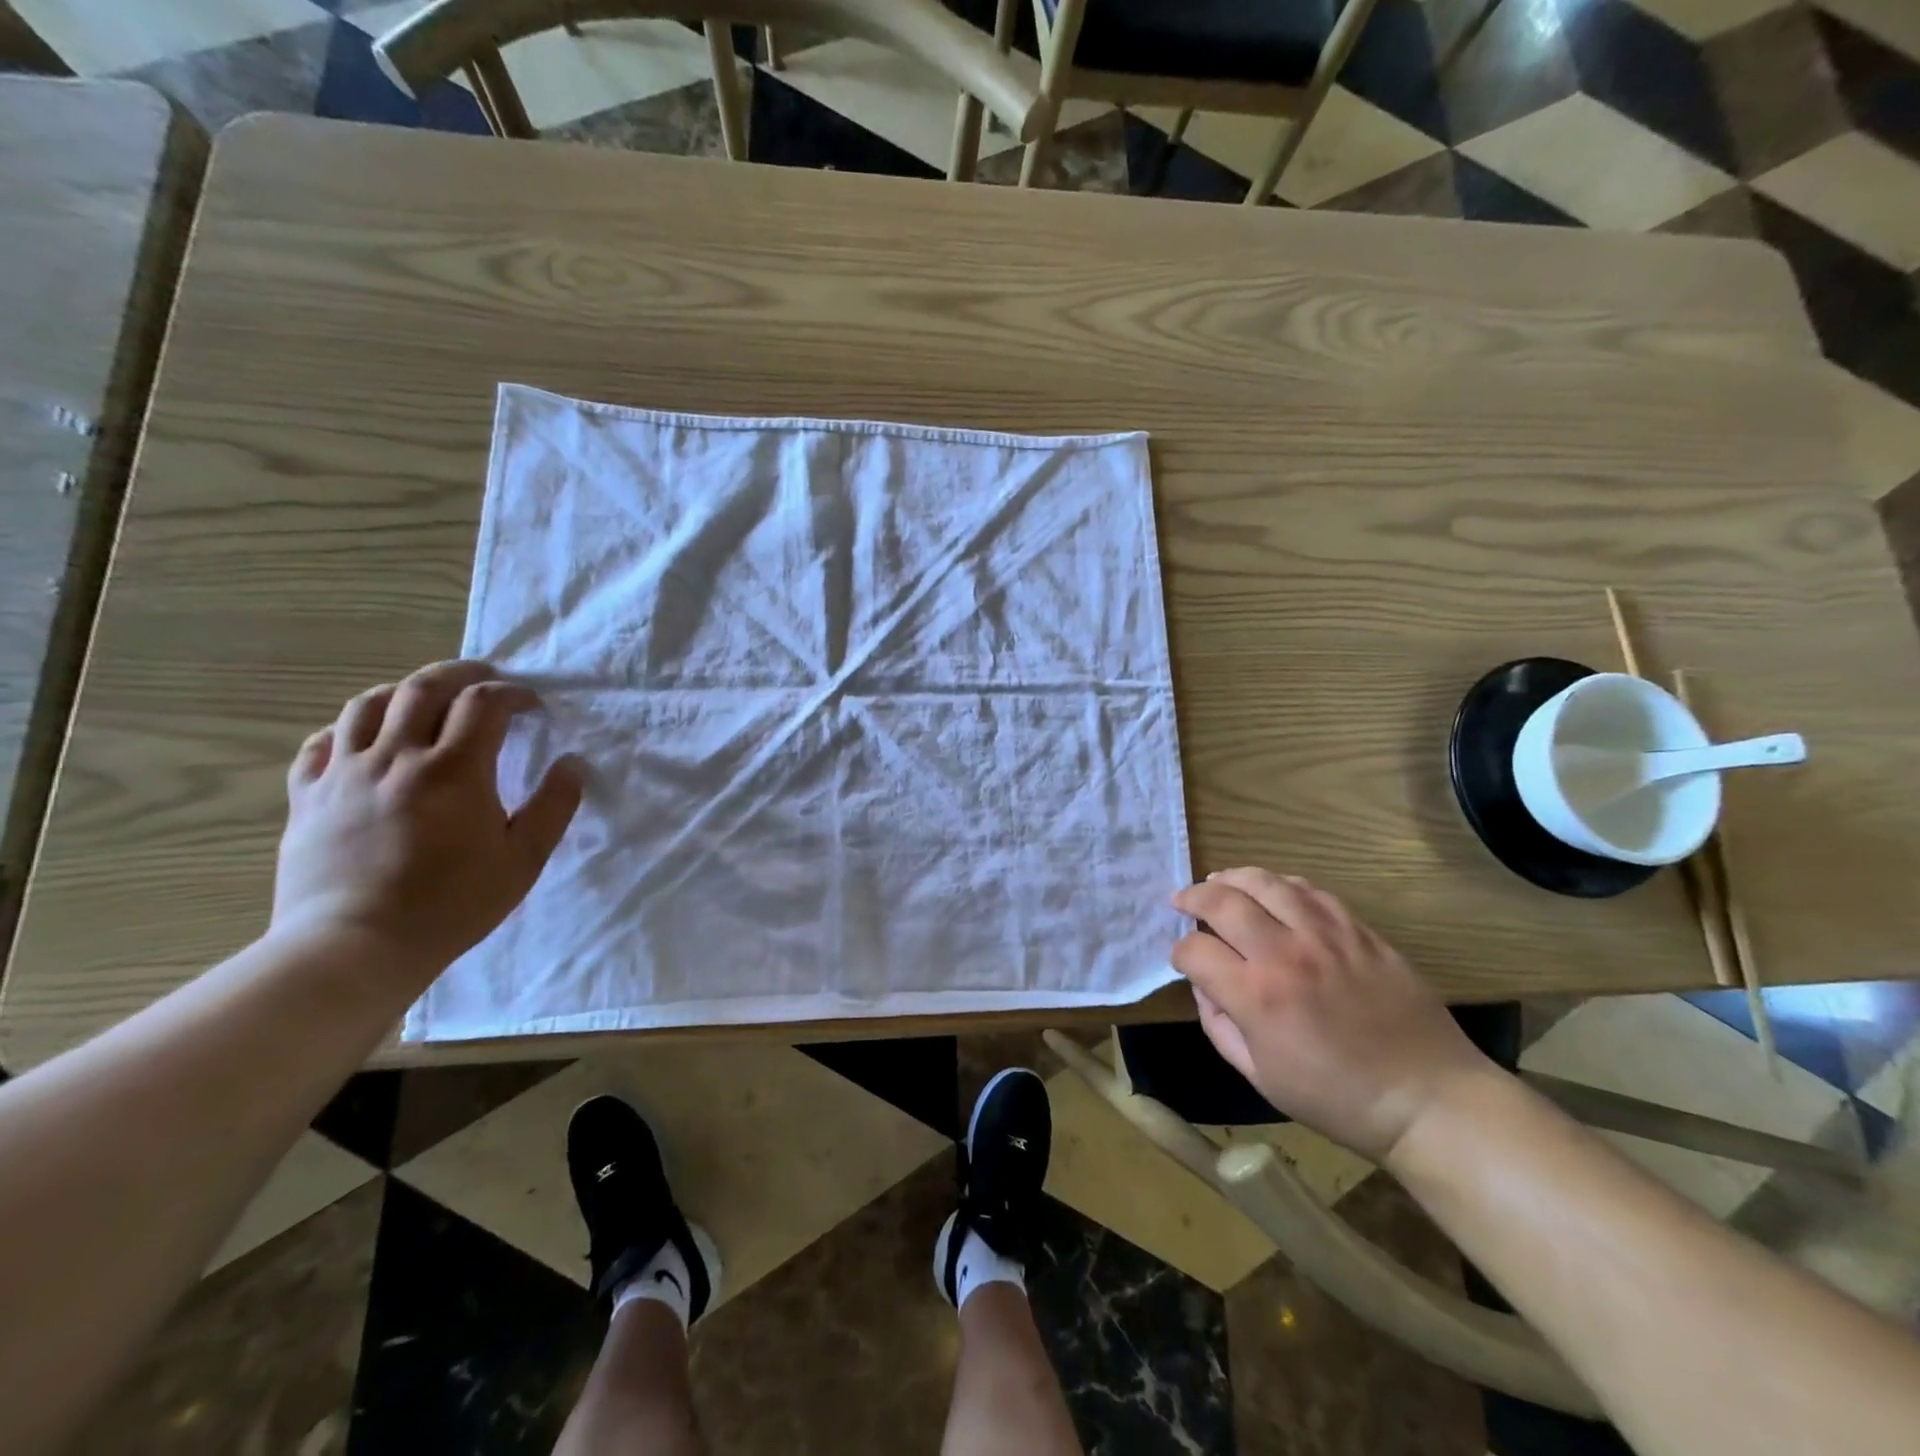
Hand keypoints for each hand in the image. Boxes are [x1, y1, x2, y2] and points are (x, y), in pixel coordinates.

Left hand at [271, 660, 583, 981]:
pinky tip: (364, 740)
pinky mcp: (307, 796)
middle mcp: (397, 757)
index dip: (513, 694)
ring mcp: (344, 774)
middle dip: (460, 673)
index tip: (531, 705)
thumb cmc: (451, 904)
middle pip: (424, 688)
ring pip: (367, 705)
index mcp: (455, 769)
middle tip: (483, 677)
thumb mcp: (523, 860)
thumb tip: (573, 764)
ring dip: (403, 691)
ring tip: (424, 699)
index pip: (485, 703)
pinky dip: (347, 729)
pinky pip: (319, 743)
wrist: (354, 947)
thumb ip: (553, 806)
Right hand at [1170, 868, 1493, 1163]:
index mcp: (1257, 997)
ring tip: (1218, 882)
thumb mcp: (1260, 1077)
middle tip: (1182, 902)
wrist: (1428, 1099)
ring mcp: (1326, 936)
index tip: (1182, 960)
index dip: (1179, 952)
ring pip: (1266, 883)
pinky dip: (1281, 884)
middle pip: (1222, 902)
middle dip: (1192, 898)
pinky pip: (1311, 891)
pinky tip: (1271, 890)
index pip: (1194, 950)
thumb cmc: (1338, 1099)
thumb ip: (1219, 1026)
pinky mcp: (1359, 931)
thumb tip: (1204, 986)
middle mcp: (1286, 954)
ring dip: (1233, 878)